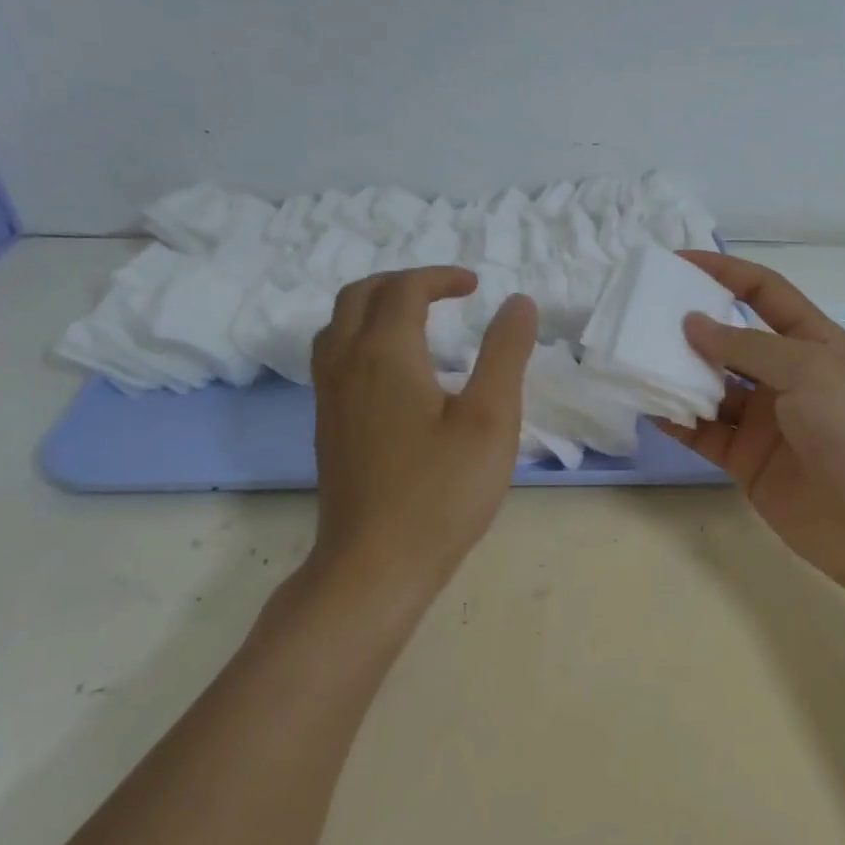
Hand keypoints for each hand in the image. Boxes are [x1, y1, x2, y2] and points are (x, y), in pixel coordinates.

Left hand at [309, 267, 537, 615]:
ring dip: (376, 306)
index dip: (441, 277)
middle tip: (444, 294)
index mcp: (385, 354)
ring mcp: (329, 397)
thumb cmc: (441, 493)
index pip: (405, 289)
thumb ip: (505, 354)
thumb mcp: (491, 419)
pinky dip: (362, 337)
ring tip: (416, 321)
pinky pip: (334, 356)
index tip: (476, 287)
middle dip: (403, 282)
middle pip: (359, 295)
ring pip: (338, 325)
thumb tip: (518, 302)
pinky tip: (394, 371)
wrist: (374, 566)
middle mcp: (346, 364)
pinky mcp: (327, 426)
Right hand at [660, 252, 844, 605]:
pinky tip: (648, 408)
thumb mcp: (809, 371)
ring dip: (678, 374)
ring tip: (636, 359)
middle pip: (731, 340)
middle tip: (643, 316)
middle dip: (691, 325)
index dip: (725, 272)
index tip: (678, 263)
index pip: (765, 292)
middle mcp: (786, 376)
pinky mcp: (746, 459)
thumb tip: (692, 324)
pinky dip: (678, 420)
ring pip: (711, 387)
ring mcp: (764, 420)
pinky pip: (704, 432)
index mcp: (813, 343)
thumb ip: (747, 346)